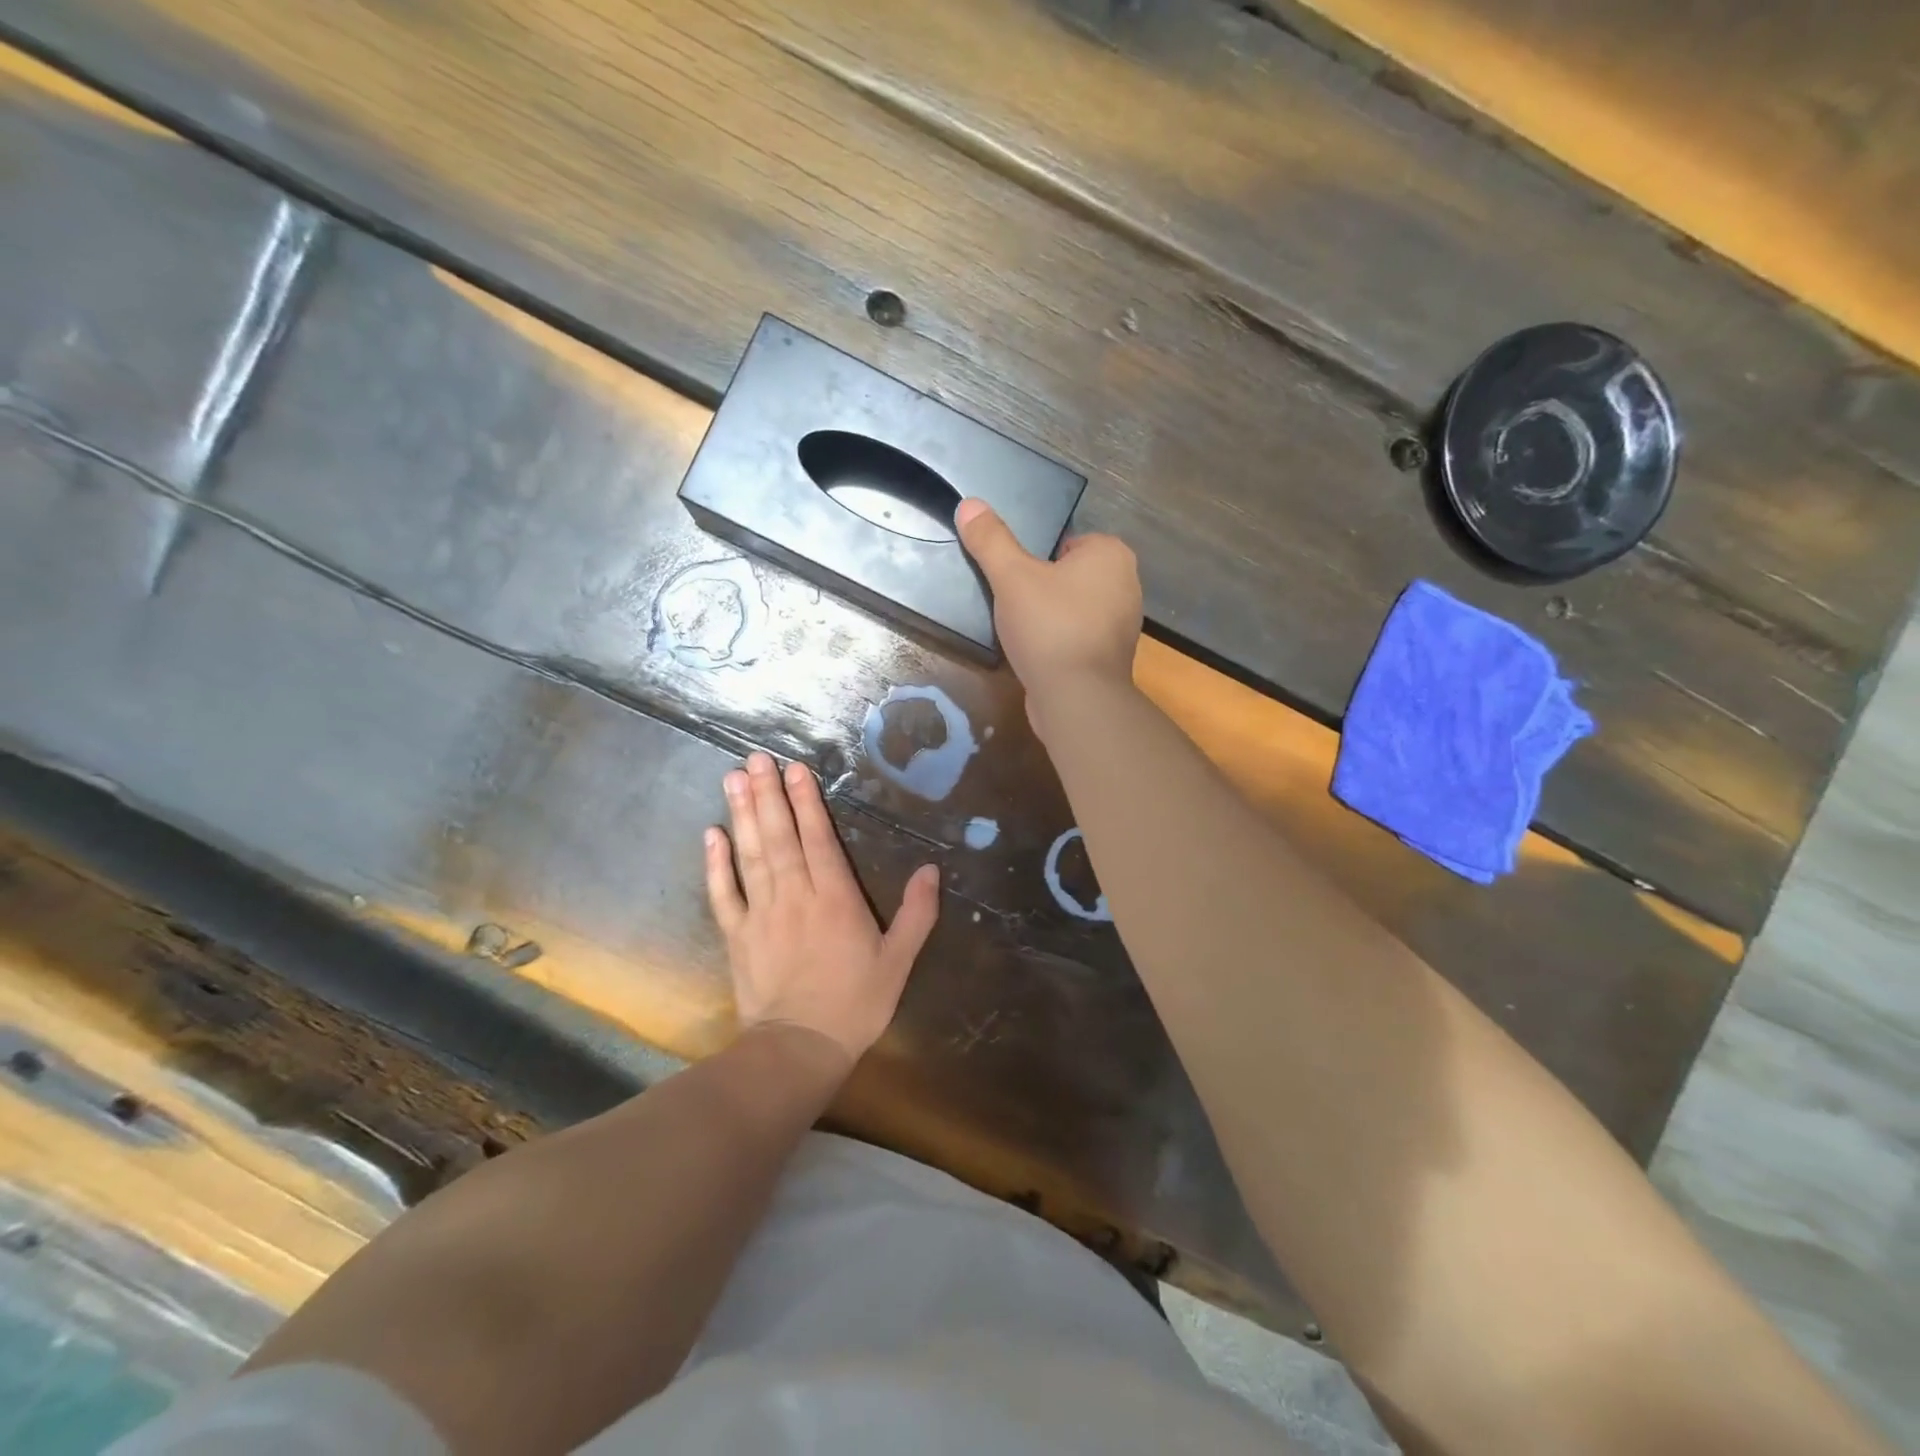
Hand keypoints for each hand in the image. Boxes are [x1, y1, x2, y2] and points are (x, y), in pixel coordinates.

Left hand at [705, 752, 939, 1067]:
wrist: (800, 1049)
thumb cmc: (856, 1004)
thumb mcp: (899, 961)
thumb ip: (917, 914)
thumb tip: (931, 870)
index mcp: (836, 899)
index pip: (818, 840)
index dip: (807, 802)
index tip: (794, 770)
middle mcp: (796, 896)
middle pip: (780, 837)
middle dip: (768, 795)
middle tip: (755, 760)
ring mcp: (761, 913)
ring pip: (752, 855)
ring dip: (743, 815)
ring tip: (733, 779)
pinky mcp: (737, 935)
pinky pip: (723, 893)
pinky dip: (716, 863)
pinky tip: (711, 834)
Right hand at [955, 498, 1142, 721]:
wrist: (1077, 697)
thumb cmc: (1049, 626)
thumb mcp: (1011, 576)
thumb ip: (991, 540)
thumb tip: (969, 504)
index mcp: (1111, 555)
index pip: (1067, 542)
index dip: (1036, 560)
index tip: (1015, 580)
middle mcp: (1127, 584)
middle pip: (1070, 576)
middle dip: (1043, 588)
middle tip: (1013, 604)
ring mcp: (1123, 624)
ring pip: (1074, 608)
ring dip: (1050, 617)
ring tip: (1022, 631)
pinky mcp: (1112, 657)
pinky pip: (1078, 637)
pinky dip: (1060, 642)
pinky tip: (1037, 654)